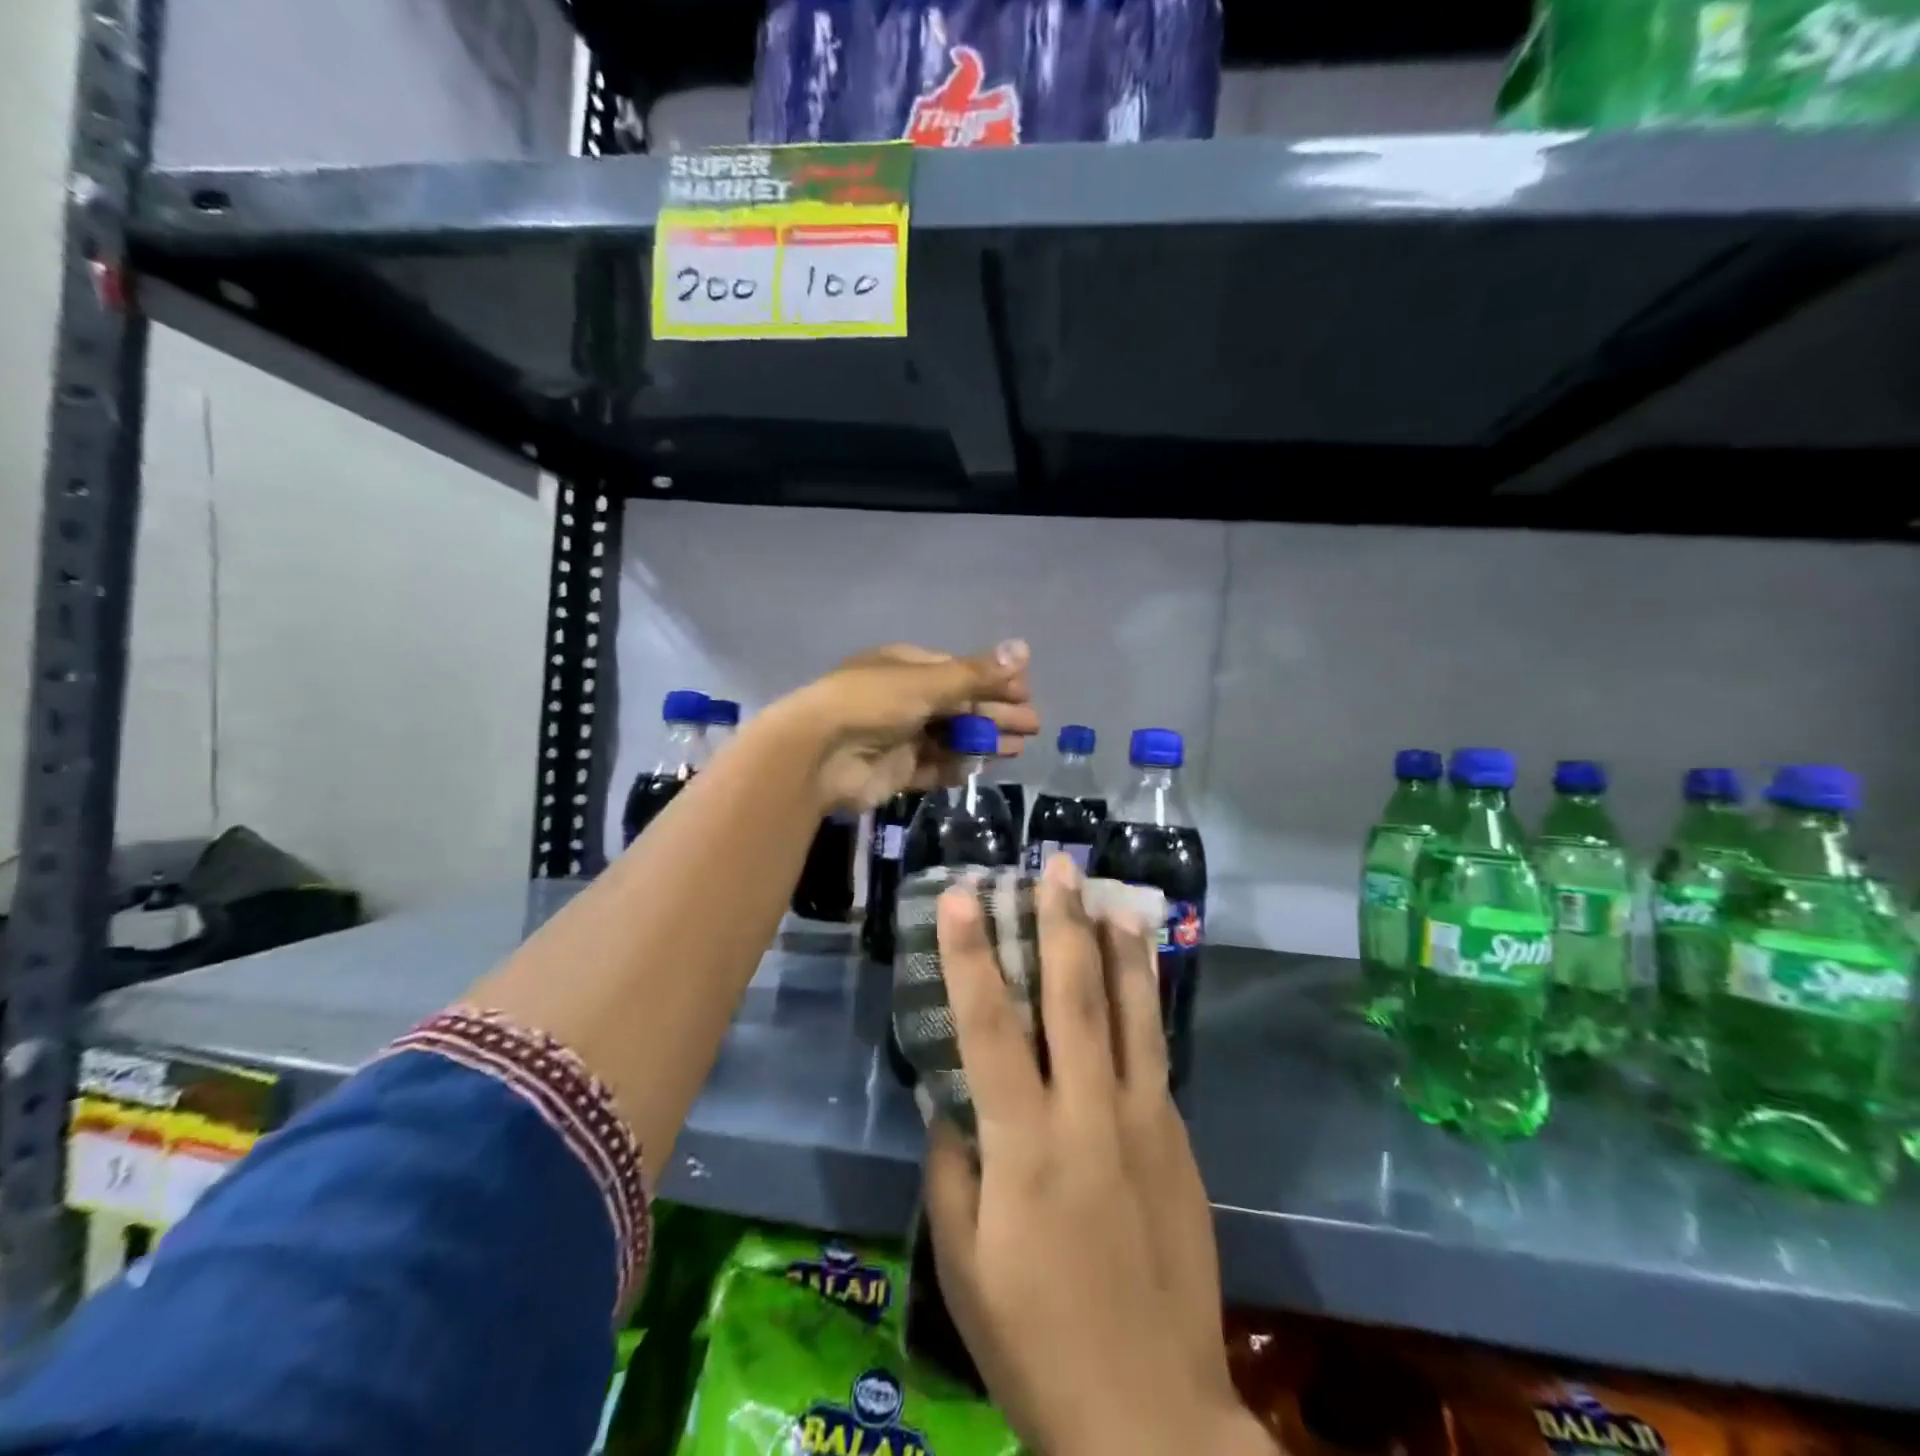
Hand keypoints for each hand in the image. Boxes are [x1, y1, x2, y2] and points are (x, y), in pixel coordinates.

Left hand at [777, 640, 1039, 812]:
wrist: (818, 755)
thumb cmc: (872, 703)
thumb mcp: (928, 682)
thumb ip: (977, 673)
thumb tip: (1024, 648)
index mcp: (907, 667)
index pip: (960, 671)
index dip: (994, 681)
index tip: (1025, 694)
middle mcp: (904, 698)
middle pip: (959, 705)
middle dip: (996, 714)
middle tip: (1032, 727)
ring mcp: (899, 736)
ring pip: (950, 737)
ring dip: (982, 741)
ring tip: (1017, 749)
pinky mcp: (895, 770)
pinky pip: (932, 767)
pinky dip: (955, 766)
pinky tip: (979, 768)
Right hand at [923, 856, 1274, 1455]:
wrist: (1152, 1417)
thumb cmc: (1036, 1340)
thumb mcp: (963, 1260)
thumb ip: (950, 1164)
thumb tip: (949, 1096)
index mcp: (1025, 1144)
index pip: (990, 1026)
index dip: (971, 955)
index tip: (963, 896)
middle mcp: (1089, 1114)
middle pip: (1074, 997)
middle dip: (1061, 922)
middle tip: (1056, 866)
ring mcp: (1145, 1122)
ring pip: (1132, 1012)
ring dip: (1118, 947)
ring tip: (1113, 895)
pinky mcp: (1179, 1140)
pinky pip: (1155, 1053)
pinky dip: (1144, 1002)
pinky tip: (1140, 974)